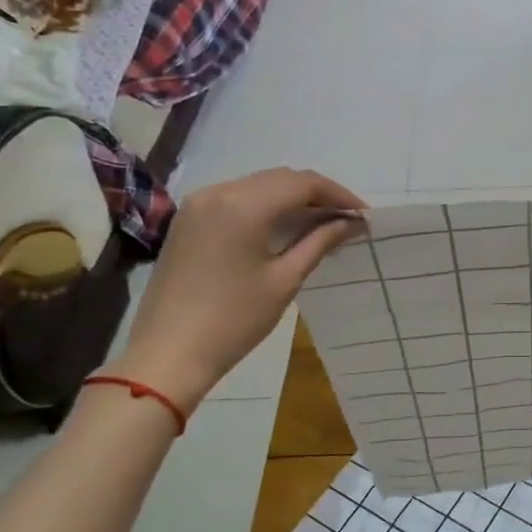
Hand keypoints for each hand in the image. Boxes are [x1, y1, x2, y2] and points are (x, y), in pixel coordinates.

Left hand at [109, 167, 365, 410]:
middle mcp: (219, 191)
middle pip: (280, 179)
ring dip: (292, 198)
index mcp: (244, 205)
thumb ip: (320, 241)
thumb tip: (352, 222)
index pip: (303, 183)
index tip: (363, 215)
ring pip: (258, 185)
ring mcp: (199, 203)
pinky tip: (284, 227)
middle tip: (347, 219)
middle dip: (317, 194)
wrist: (168, 353)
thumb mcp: (285, 280)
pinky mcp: (188, 219)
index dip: (338, 194)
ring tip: (322, 223)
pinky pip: (237, 198)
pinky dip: (266, 205)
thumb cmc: (234, 320)